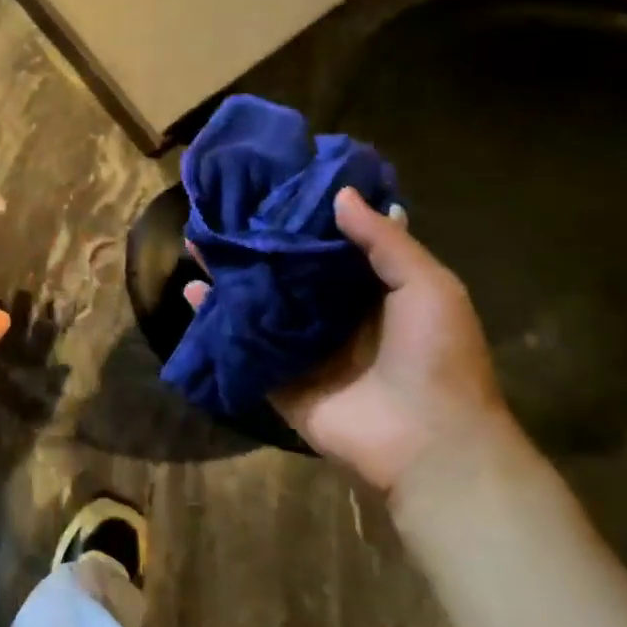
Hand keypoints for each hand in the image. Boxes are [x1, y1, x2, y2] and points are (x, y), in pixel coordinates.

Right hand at [186, 189, 510, 490]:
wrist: (427, 441)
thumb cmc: (436, 355)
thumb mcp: (427, 285)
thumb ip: (384, 240)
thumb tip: (340, 194)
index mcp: (371, 290)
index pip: (329, 244)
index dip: (303, 216)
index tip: (272, 185)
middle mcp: (332, 313)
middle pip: (286, 270)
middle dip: (257, 242)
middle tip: (222, 210)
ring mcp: (302, 346)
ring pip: (258, 301)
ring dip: (229, 274)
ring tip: (196, 241)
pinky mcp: (277, 377)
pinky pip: (241, 342)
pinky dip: (214, 318)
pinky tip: (190, 290)